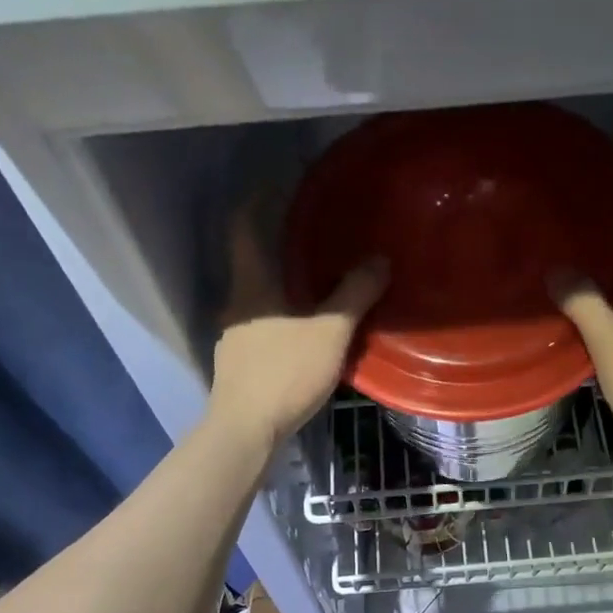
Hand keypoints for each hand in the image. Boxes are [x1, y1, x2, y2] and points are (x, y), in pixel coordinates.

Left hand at [209, 194, 387, 453]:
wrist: (246, 429)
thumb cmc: (285, 373)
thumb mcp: (330, 333)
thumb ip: (354, 295)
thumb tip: (379, 260)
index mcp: (252, 285)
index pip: (244, 227)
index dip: (256, 200)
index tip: (276, 183)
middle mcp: (235, 303)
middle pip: (251, 264)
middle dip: (277, 248)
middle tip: (312, 240)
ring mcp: (232, 337)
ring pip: (256, 300)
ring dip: (279, 289)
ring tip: (312, 289)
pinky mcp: (237, 365)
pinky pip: (259, 328)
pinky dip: (277, 320)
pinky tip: (298, 336)